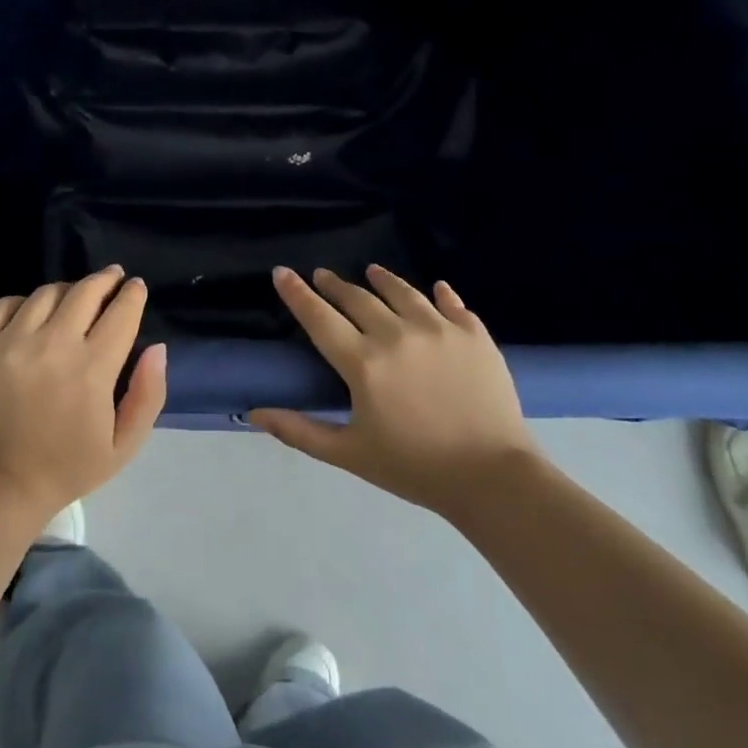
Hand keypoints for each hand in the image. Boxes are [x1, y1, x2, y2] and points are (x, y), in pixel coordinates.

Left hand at [0, 267, 166, 520]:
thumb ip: (148, 394)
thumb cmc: (69, 467)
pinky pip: (6, 305)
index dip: (133, 294)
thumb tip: (157, 347)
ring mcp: (11, 343)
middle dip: (105, 280)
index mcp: (92, 370)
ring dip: (68, 290)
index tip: (136, 287)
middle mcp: (52, 346)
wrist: (0, 485)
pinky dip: (25, 302)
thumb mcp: (125, 444)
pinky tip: (34, 313)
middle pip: (85, 292)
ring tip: (75, 298)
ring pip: (47, 293)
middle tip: (113, 278)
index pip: (121, 313)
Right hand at [249, 266, 541, 516]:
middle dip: (335, 284)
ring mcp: (439, 329)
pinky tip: (436, 289)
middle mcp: (397, 334)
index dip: (297, 293)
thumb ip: (299, 430)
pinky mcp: (474, 334)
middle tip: (323, 275)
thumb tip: (254, 413)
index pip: (319, 318)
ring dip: (383, 279)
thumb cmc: (414, 467)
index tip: (282, 272)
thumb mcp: (349, 453)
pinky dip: (440, 295)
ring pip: (403, 292)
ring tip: (372, 271)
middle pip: (358, 298)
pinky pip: (452, 303)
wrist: (493, 476)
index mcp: (363, 363)